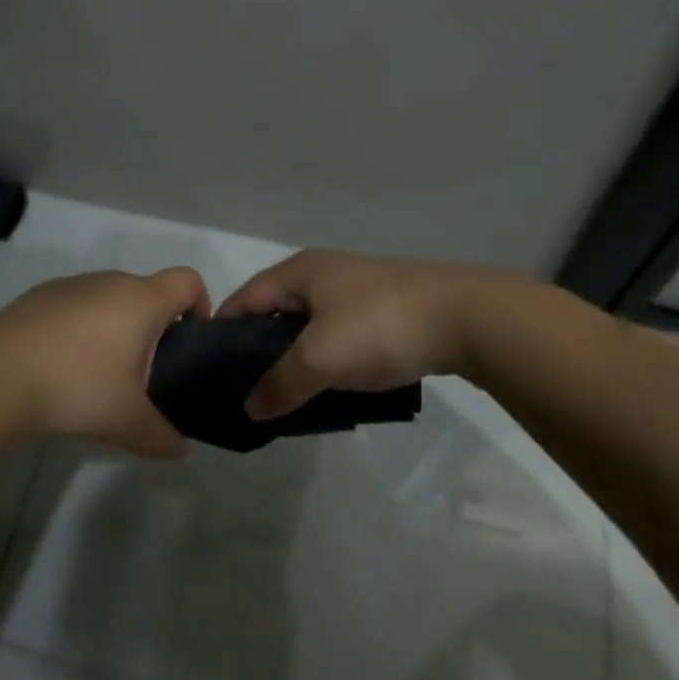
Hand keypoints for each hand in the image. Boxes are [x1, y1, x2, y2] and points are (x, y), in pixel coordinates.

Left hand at [0, 268, 209, 456]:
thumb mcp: (126, 422)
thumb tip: (181, 450)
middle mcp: (112, 281)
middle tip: (146, 371)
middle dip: (155, 325)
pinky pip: (77, 304)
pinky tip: (61, 364)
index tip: (190, 340)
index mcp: (142, 300)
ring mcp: (74, 284)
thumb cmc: (77, 386)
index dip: (200, 304)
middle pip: (149, 291)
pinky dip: (81, 326)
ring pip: (110, 297)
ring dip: (116, 325)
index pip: (189, 280)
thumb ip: (161, 436)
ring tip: (101, 372)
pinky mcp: (42, 294)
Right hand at [218, 250, 512, 418]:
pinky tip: (330, 387)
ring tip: (286, 396)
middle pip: (276, 311)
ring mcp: (356, 289)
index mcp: (299, 271)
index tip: (211, 373)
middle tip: (249, 392)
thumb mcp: (321, 358)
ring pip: (309, 326)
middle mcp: (323, 273)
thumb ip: (280, 383)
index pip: (245, 298)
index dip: (224, 332)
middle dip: (260, 350)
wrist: (466, 318)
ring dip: (296, 357)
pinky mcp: (383, 308)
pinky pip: (339, 334)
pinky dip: (327, 358)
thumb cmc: (380, 327)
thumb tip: (248, 408)